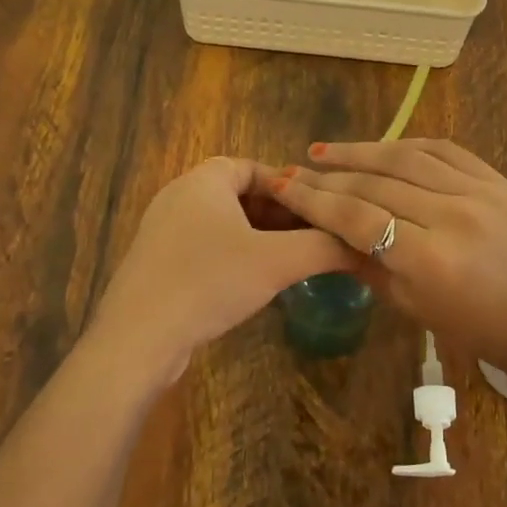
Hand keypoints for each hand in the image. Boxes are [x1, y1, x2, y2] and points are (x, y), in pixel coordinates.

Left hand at [86, 157, 357, 380]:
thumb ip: (325, 246)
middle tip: (312, 238)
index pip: (255, 167)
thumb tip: (368, 243)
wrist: (138, 339)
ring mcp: (163, 230)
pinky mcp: (156, 263)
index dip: (290, 186)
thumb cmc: (209, 281)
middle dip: (279, 214)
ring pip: (223, 223)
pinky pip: (204, 247)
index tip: (319, 210)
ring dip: (258, 238)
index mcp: (204, 180)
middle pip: (240, 194)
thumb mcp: (277, 261)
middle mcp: (179, 196)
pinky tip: (252, 284)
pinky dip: (233, 256)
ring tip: (291, 261)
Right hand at [265, 139, 506, 377]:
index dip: (314, 200)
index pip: (357, 217)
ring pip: (405, 158)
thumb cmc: (474, 328)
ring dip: (360, 152)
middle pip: (375, 185)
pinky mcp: (495, 179)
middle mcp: (452, 215)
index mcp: (429, 259)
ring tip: (323, 152)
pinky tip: (379, 147)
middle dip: (328, 177)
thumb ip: (366, 263)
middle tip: (295, 170)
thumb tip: (323, 231)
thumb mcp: (411, 305)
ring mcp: (478, 191)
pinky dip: (406, 145)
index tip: (282, 186)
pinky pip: (442, 149)